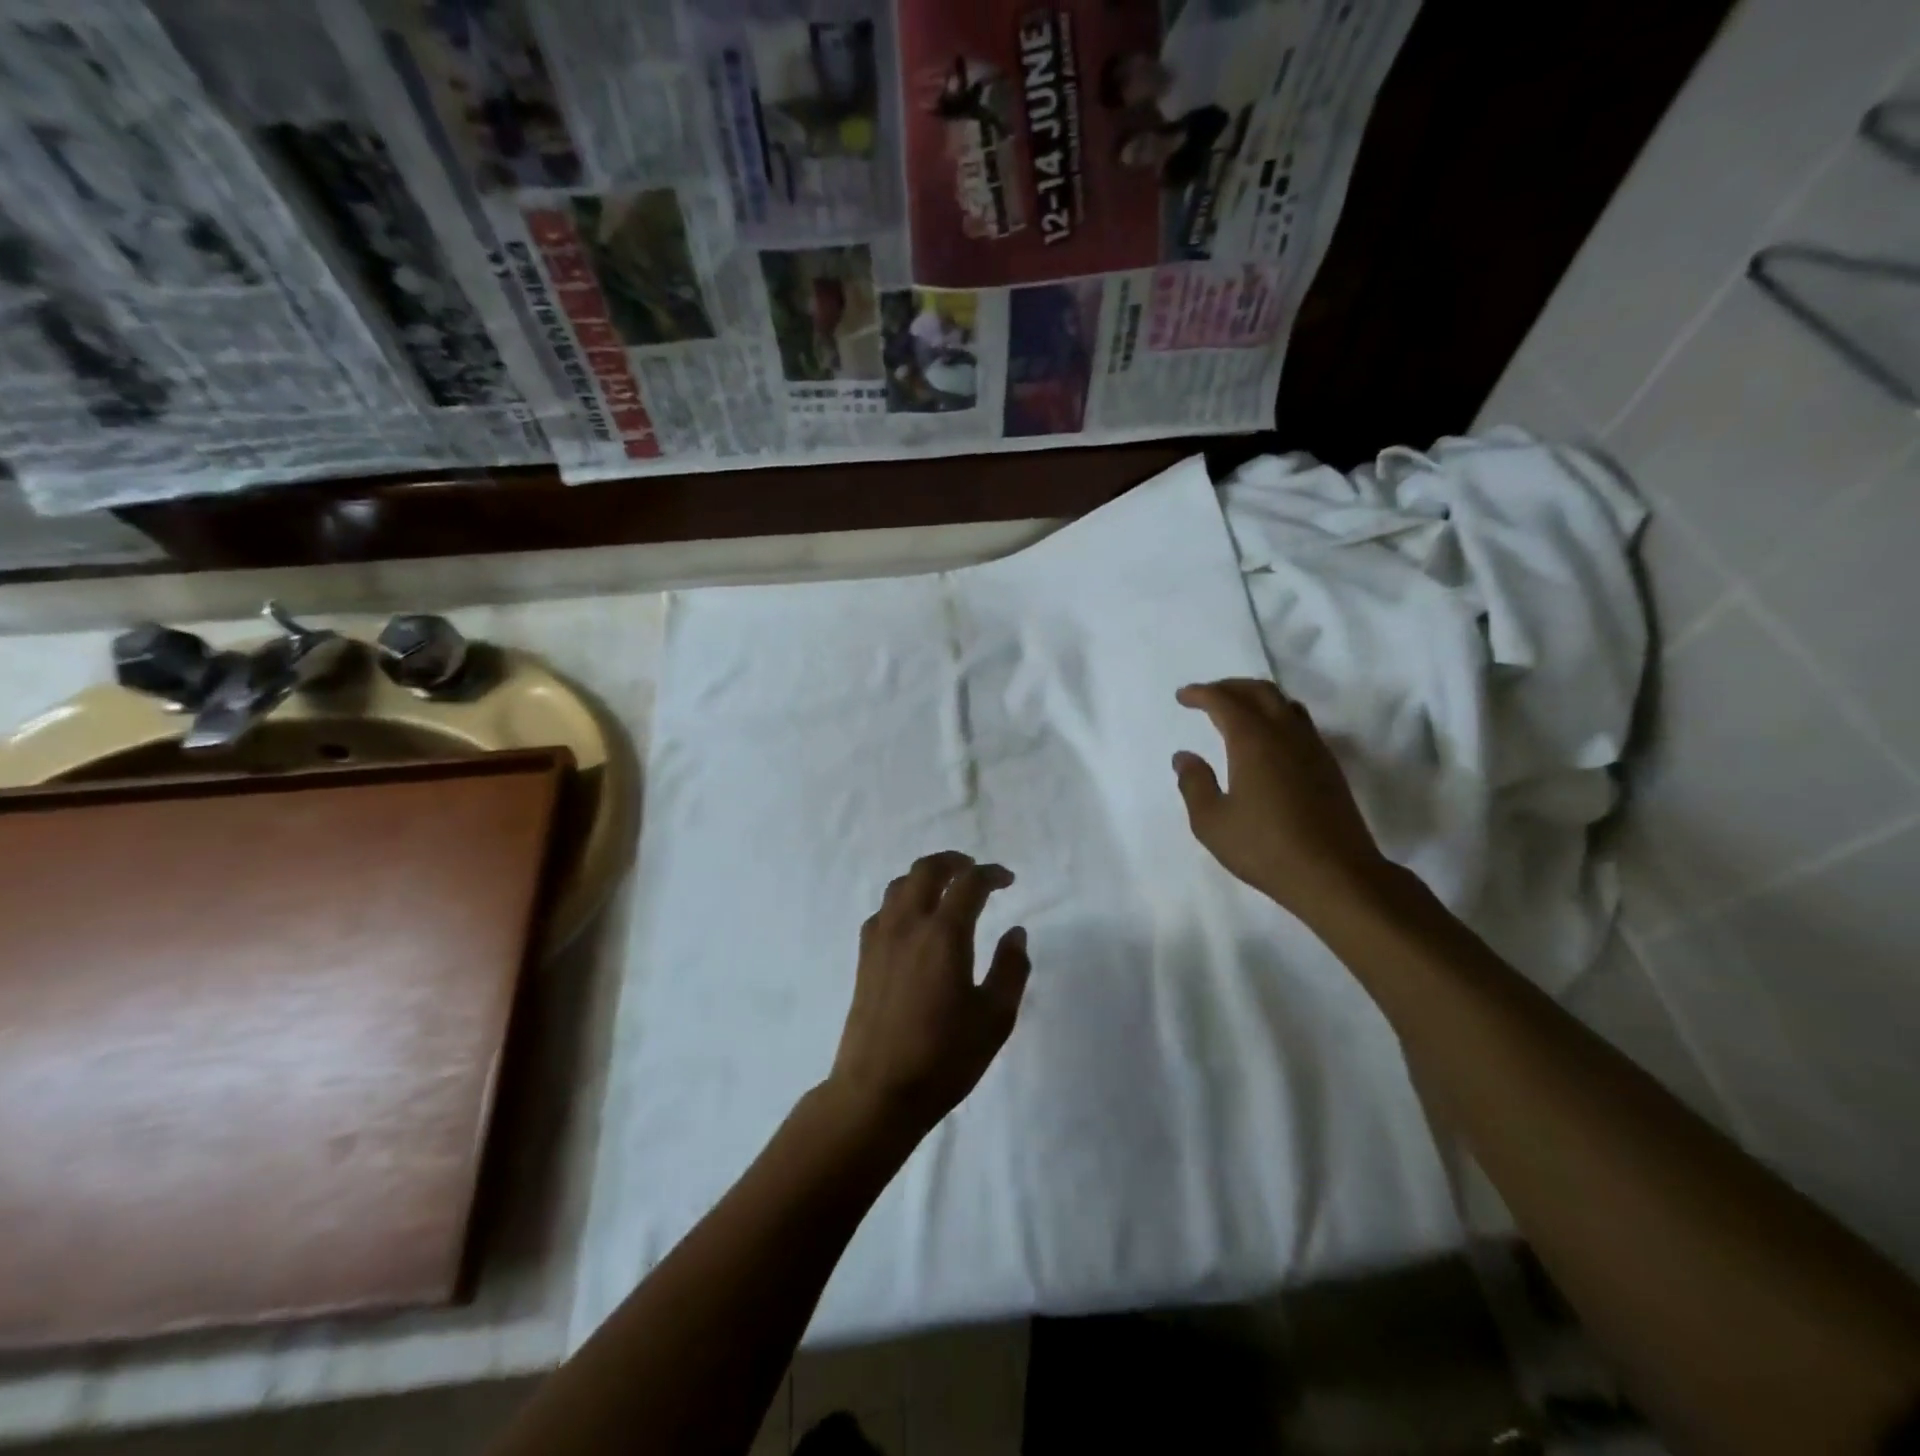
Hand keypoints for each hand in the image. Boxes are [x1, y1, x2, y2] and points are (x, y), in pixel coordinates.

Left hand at [828, 852, 1029, 1138]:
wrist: (877, 1091)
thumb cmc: (944, 1057)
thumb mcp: (995, 1018)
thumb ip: (1011, 969)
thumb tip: (1016, 933)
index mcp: (944, 934)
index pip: (969, 884)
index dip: (991, 874)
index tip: (1007, 879)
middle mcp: (908, 925)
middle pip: (926, 870)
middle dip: (953, 862)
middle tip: (974, 871)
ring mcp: (880, 938)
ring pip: (900, 885)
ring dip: (925, 876)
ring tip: (945, 890)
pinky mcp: (864, 957)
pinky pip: (883, 910)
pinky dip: (903, 900)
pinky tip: (914, 922)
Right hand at [1172, 679, 1388, 919]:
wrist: (1335, 875)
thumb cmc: (1265, 848)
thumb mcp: (1212, 822)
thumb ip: (1194, 784)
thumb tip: (1184, 757)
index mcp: (1253, 741)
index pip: (1224, 701)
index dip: (1202, 694)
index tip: (1183, 696)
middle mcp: (1285, 734)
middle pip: (1259, 691)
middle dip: (1230, 686)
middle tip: (1208, 695)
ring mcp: (1313, 748)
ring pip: (1285, 704)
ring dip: (1257, 698)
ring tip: (1238, 710)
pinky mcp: (1329, 767)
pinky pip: (1300, 723)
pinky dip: (1278, 716)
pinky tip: (1268, 739)